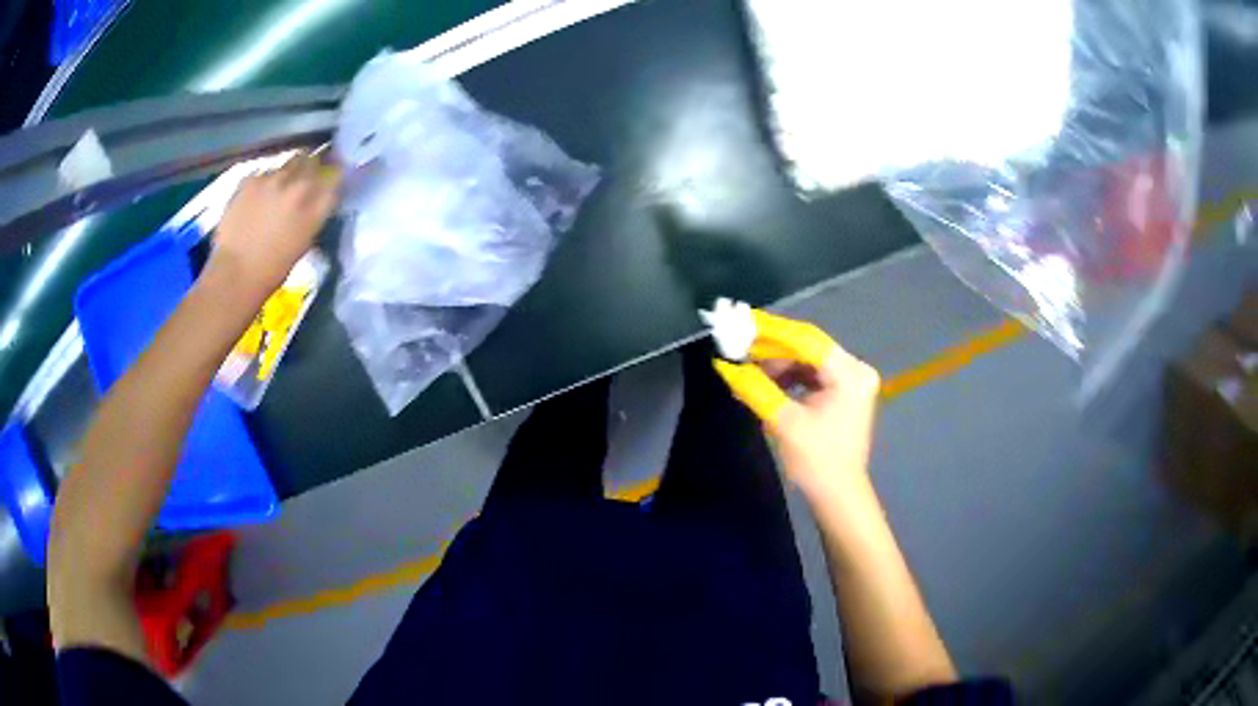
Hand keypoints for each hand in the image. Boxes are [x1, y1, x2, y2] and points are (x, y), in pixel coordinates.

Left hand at [210, 152, 340, 296]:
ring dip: (287, 173)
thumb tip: (314, 201)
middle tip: (303, 176)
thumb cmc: (272, 269)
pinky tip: (256, 197)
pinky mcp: (250, 180)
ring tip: (277, 189)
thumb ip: (312, 215)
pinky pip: (263, 173)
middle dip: (310, 166)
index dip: (333, 175)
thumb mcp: (303, 242)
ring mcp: (273, 179)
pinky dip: (263, 181)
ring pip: (287, 163)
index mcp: (315, 207)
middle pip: (311, 161)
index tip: (329, 177)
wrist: (235, 273)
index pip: (335, 178)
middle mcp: (298, 187)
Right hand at [713, 311, 881, 507]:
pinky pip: (812, 372)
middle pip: (808, 346)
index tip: (741, 322)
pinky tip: (767, 380)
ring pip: (808, 358)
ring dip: (778, 362)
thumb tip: (724, 365)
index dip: (771, 331)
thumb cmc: (816, 462)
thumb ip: (755, 388)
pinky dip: (789, 375)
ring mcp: (852, 379)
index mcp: (849, 374)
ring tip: (748, 367)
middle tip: (738, 343)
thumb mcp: (784, 423)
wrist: (838, 495)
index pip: (807, 340)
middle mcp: (855, 369)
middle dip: (772, 346)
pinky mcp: (844, 390)